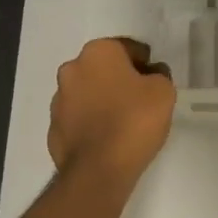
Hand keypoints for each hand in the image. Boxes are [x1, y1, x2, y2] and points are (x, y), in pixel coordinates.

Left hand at [48, 37, 175, 185]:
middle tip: (141, 101)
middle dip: (121, 80)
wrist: (99, 169)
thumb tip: (151, 74)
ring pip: (88, 93)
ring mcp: (58, 100)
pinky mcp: (54, 128)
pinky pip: (78, 119)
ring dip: (103, 100)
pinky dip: (91, 123)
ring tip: (123, 123)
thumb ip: (159, 75)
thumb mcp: (163, 92)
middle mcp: (72, 69)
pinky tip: (107, 139)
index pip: (128, 48)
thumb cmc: (134, 120)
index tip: (155, 83)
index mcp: (98, 52)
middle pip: (104, 69)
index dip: (146, 65)